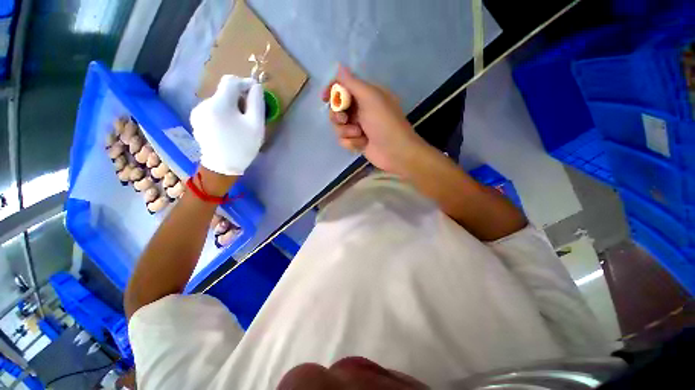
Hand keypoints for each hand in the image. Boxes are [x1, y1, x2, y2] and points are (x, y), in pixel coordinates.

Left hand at [190, 75, 264, 175]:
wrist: (223, 166)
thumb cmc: (243, 146)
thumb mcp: (256, 125)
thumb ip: (257, 103)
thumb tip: (256, 86)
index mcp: (219, 104)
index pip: (231, 81)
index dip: (245, 83)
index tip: (255, 92)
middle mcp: (204, 103)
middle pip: (224, 91)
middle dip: (239, 98)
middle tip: (250, 113)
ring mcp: (198, 112)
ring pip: (219, 101)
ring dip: (231, 106)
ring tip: (240, 123)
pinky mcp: (196, 119)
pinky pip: (213, 109)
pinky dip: (223, 113)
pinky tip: (229, 127)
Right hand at [322, 66, 426, 174]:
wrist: (395, 151)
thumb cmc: (385, 122)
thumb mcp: (370, 98)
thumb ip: (352, 83)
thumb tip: (340, 66)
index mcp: (366, 95)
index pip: (343, 87)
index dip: (332, 90)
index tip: (325, 98)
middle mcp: (361, 109)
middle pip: (337, 109)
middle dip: (338, 115)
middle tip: (344, 120)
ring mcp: (358, 126)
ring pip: (338, 126)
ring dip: (346, 131)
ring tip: (359, 134)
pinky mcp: (357, 142)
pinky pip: (343, 140)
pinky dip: (351, 143)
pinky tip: (361, 144)